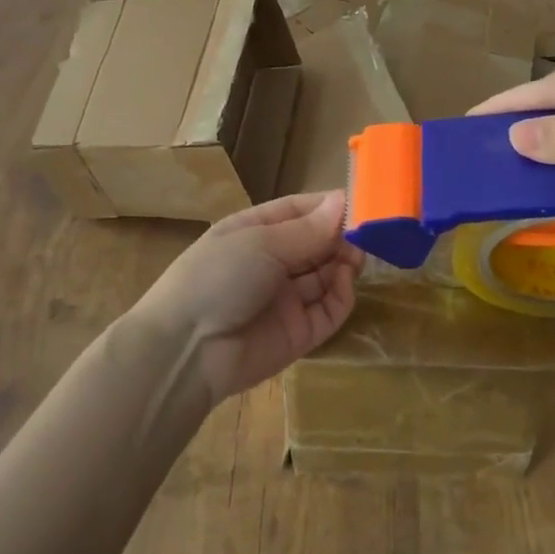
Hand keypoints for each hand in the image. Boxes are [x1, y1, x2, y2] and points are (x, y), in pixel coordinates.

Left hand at [132, 191, 364, 405]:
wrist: (186, 352)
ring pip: (325, 275)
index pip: (297, 212)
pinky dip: (341, 295)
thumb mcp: (261, 243)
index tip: (361, 201)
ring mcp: (284, 300)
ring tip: (358, 255)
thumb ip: (307, 229)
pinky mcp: (298, 334)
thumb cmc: (217, 277)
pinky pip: (327, 310)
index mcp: (253, 232)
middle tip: (368, 231)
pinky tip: (345, 282)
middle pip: (315, 244)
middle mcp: (270, 263)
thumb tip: (342, 201)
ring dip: (343, 263)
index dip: (327, 207)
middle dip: (340, 236)